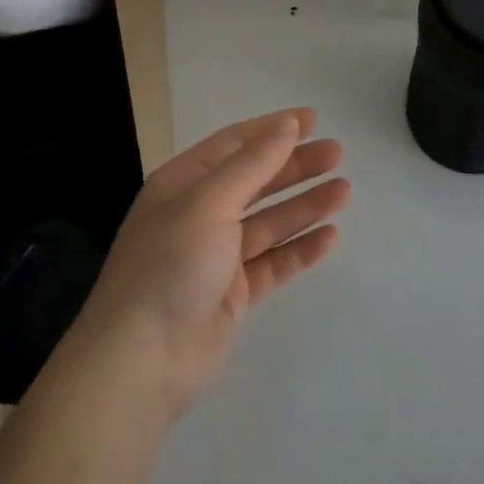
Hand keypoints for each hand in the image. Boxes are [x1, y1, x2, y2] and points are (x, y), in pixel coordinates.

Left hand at [69, 108, 348, 419]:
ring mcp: (216, 256)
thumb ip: (253, 163)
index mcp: (183, 183)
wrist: (139, 363)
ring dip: (305, 205)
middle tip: (337, 154)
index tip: (313, 120)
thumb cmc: (170, 265)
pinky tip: (329, 237)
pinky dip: (299, 249)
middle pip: (256, 180)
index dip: (273, 129)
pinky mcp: (232, 295)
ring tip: (344, 191)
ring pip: (269, 222)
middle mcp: (199, 214)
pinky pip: (273, 263)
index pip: (235, 144)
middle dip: (296, 166)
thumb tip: (286, 124)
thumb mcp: (210, 202)